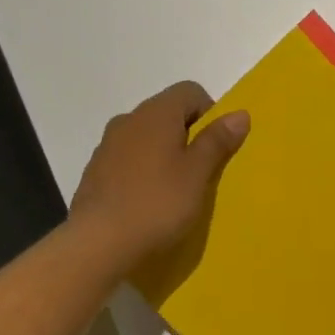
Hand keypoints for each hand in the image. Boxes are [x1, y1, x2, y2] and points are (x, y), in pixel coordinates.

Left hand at [70, 82, 249, 274]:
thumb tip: (239, 113)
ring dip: (164, 153)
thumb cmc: (157, 203)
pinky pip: (128, 158)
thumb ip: (217, 141)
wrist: (98, 243)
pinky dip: (143, 170)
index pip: (190, 91)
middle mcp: (129, 119)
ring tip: (175, 189)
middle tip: (201, 171)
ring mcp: (108, 145)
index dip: (210, 113)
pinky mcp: (95, 171)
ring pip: (146, 137)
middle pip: (167, 113)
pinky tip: (148, 200)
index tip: (217, 146)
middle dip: (188, 134)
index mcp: (156, 113)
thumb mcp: (198, 174)